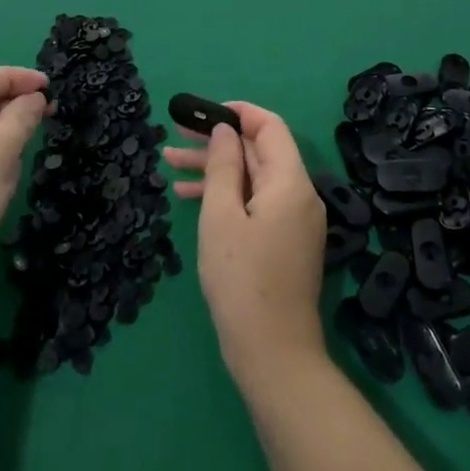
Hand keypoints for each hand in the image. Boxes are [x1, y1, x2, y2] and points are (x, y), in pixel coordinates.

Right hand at [163, 102, 326, 380]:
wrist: (273, 357)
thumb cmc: (242, 281)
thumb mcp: (221, 216)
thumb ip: (224, 166)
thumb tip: (225, 130)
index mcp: (290, 182)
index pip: (270, 126)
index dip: (238, 113)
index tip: (202, 113)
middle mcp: (299, 195)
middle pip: (258, 152)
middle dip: (217, 143)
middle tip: (176, 137)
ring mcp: (294, 220)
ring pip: (253, 178)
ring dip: (216, 169)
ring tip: (170, 164)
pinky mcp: (285, 242)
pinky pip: (256, 203)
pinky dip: (227, 196)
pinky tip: (190, 198)